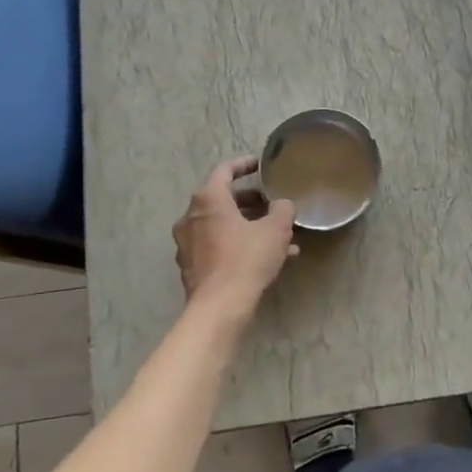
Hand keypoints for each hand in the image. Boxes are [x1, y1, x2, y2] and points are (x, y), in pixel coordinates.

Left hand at [174, 157, 297, 310]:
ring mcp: (188, 243)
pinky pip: (219, 247)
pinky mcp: (192, 266)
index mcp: (208, 200)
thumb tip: (282, 205)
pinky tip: (269, 260)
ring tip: (281, 238)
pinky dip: (241, 246)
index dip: (245, 165)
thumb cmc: (246, 259)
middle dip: (252, 202)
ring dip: (250, 227)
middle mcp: (191, 217)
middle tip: (273, 204)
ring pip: (224, 226)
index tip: (261, 165)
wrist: (219, 307)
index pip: (224, 170)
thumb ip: (282, 209)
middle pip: (223, 200)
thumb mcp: (276, 229)